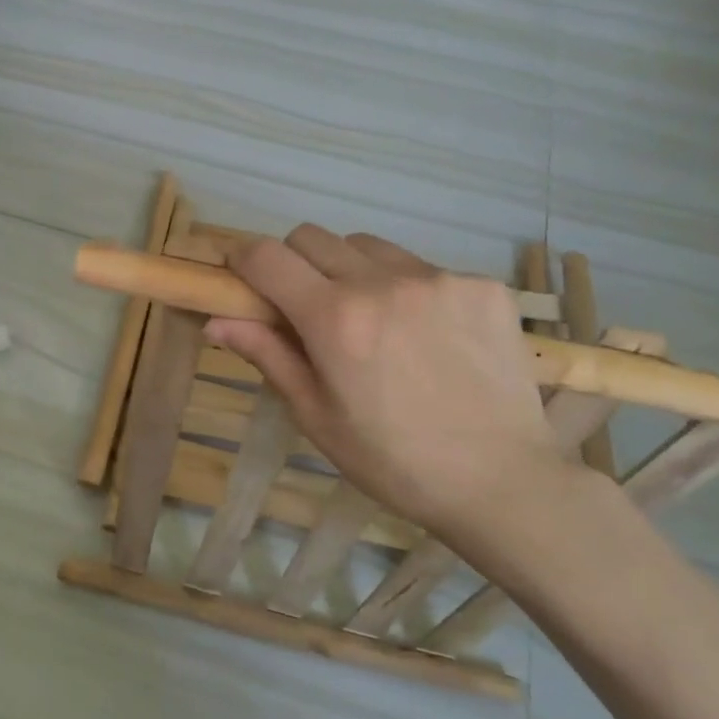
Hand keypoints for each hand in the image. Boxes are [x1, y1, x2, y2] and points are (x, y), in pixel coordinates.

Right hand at [206, 227, 574, 551]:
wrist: (503, 482)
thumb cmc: (393, 461)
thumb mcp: (317, 416)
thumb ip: (268, 355)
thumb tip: (215, 320)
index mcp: (335, 319)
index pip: (268, 255)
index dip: (243, 259)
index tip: (242, 277)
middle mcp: (384, 283)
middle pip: (313, 237)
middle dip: (294, 263)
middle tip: (306, 308)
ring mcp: (439, 278)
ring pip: (368, 246)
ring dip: (351, 270)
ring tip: (372, 320)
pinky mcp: (482, 285)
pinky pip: (422, 267)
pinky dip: (406, 288)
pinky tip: (426, 335)